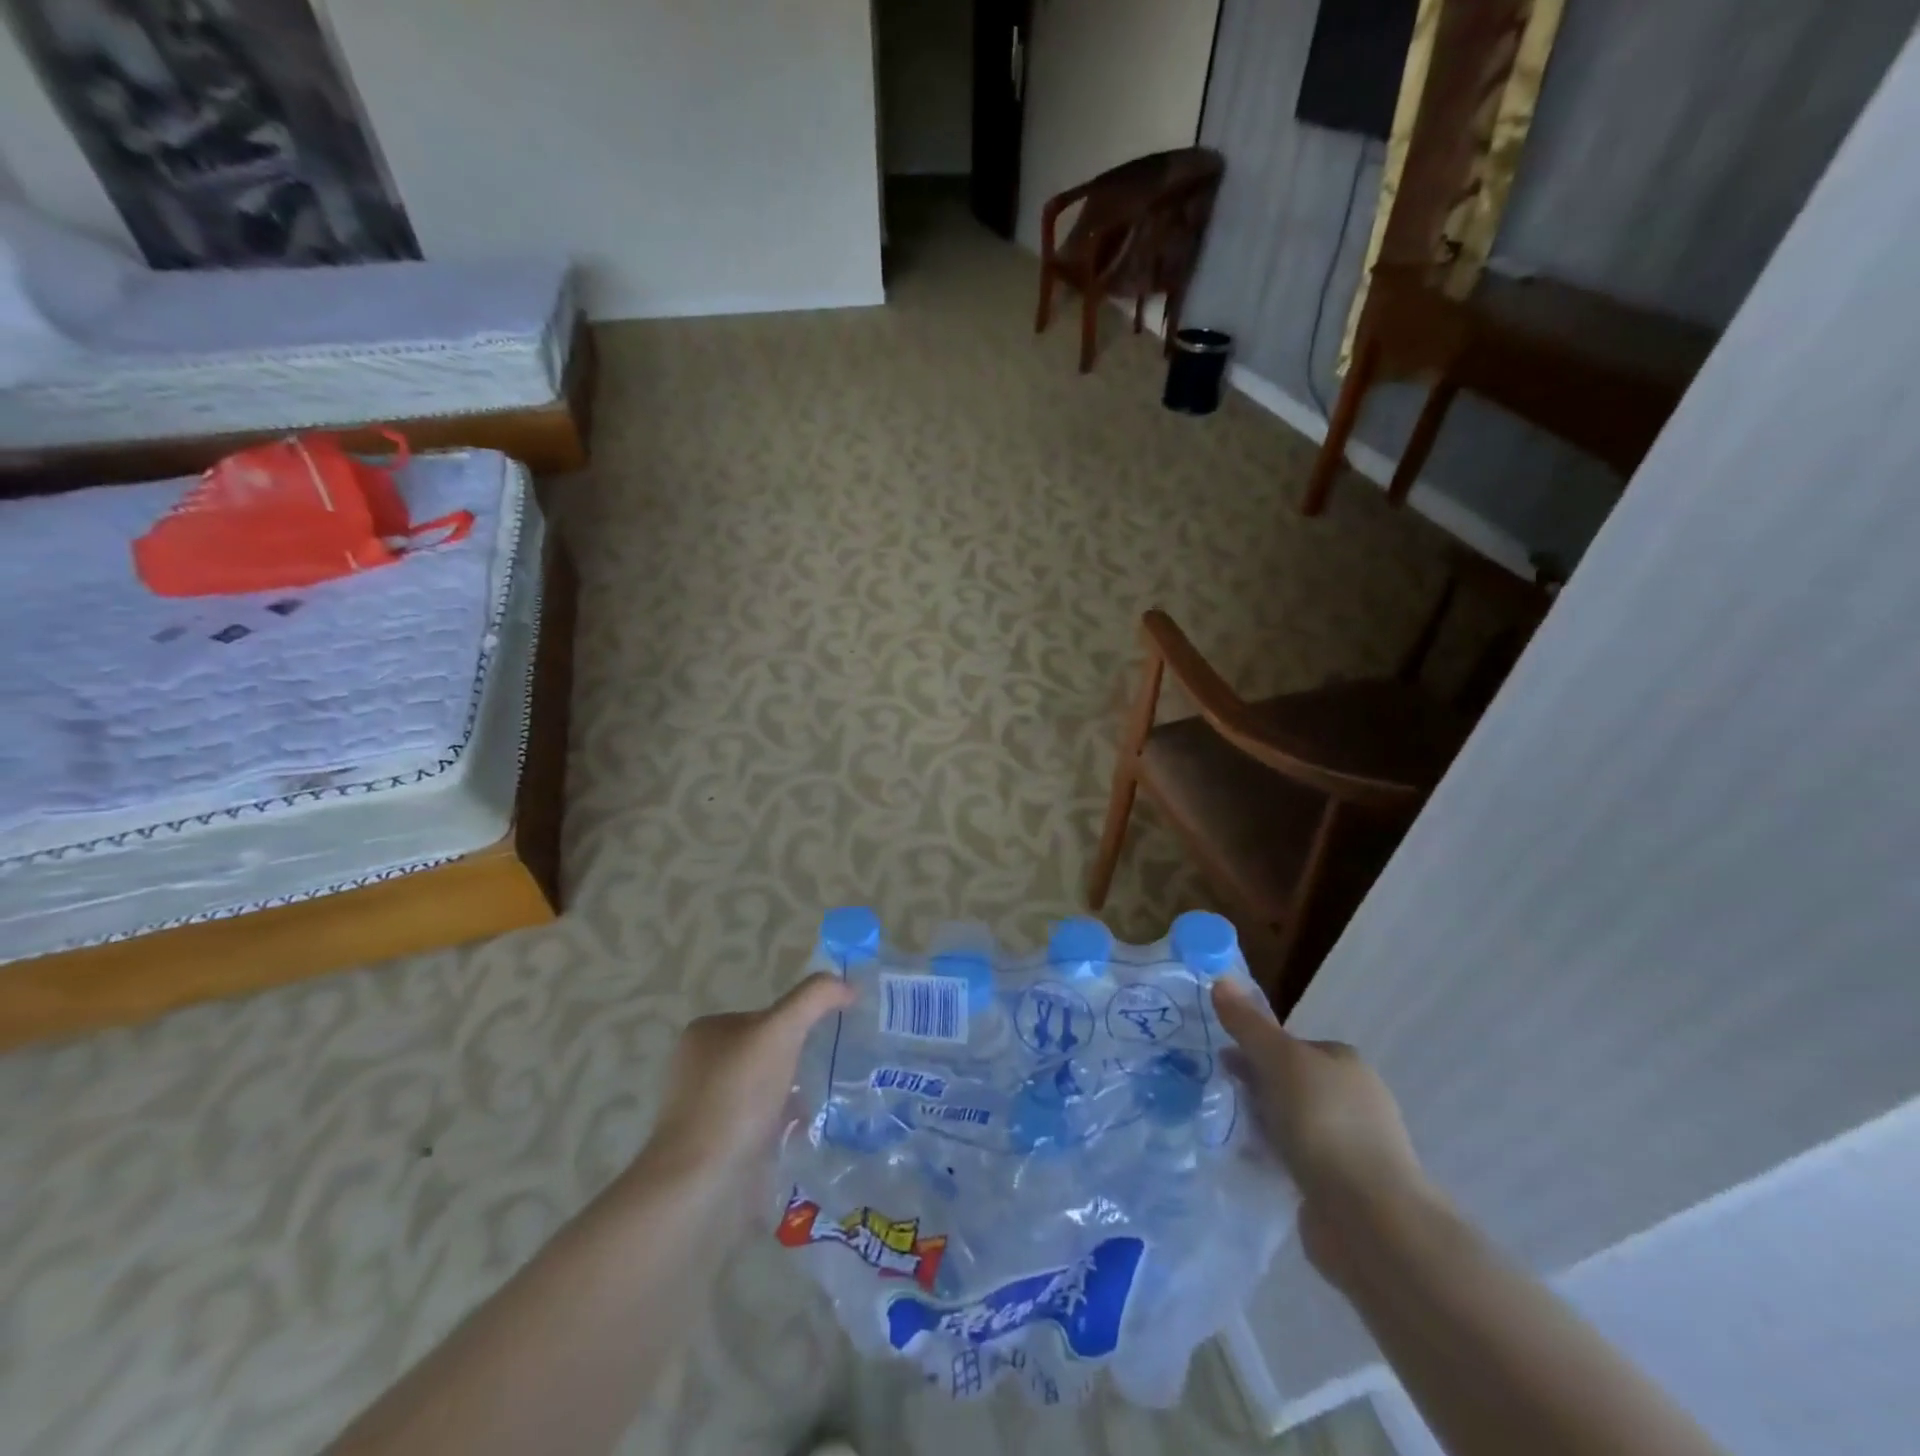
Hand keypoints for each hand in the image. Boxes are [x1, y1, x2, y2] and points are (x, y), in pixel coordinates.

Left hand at [638, 974, 855, 1188]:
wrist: (701, 1180)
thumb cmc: (737, 1095)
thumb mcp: (782, 1029)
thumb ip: (815, 998)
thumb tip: (848, 986)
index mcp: (705, 1033)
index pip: (764, 1017)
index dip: (795, 1026)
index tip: (821, 1043)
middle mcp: (698, 1066)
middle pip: (765, 1053)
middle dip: (795, 1064)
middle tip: (825, 1075)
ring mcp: (702, 1109)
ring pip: (763, 1091)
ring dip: (790, 1097)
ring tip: (820, 1108)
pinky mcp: (712, 1147)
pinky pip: (757, 1126)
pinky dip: (780, 1128)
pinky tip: (800, 1137)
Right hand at [1212, 979, 1435, 1286]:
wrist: (1370, 1220)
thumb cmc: (1325, 1124)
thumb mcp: (1279, 1061)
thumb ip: (1248, 1024)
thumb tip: (1221, 979)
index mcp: (1346, 1063)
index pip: (1293, 1046)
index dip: (1256, 1049)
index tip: (1224, 1062)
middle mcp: (1356, 1099)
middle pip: (1292, 1083)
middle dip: (1258, 1087)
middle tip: (1222, 1096)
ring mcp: (1353, 1147)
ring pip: (1295, 1123)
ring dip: (1266, 1125)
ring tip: (1230, 1131)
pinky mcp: (1344, 1189)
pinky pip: (1299, 1161)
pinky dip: (1276, 1159)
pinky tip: (1254, 1165)